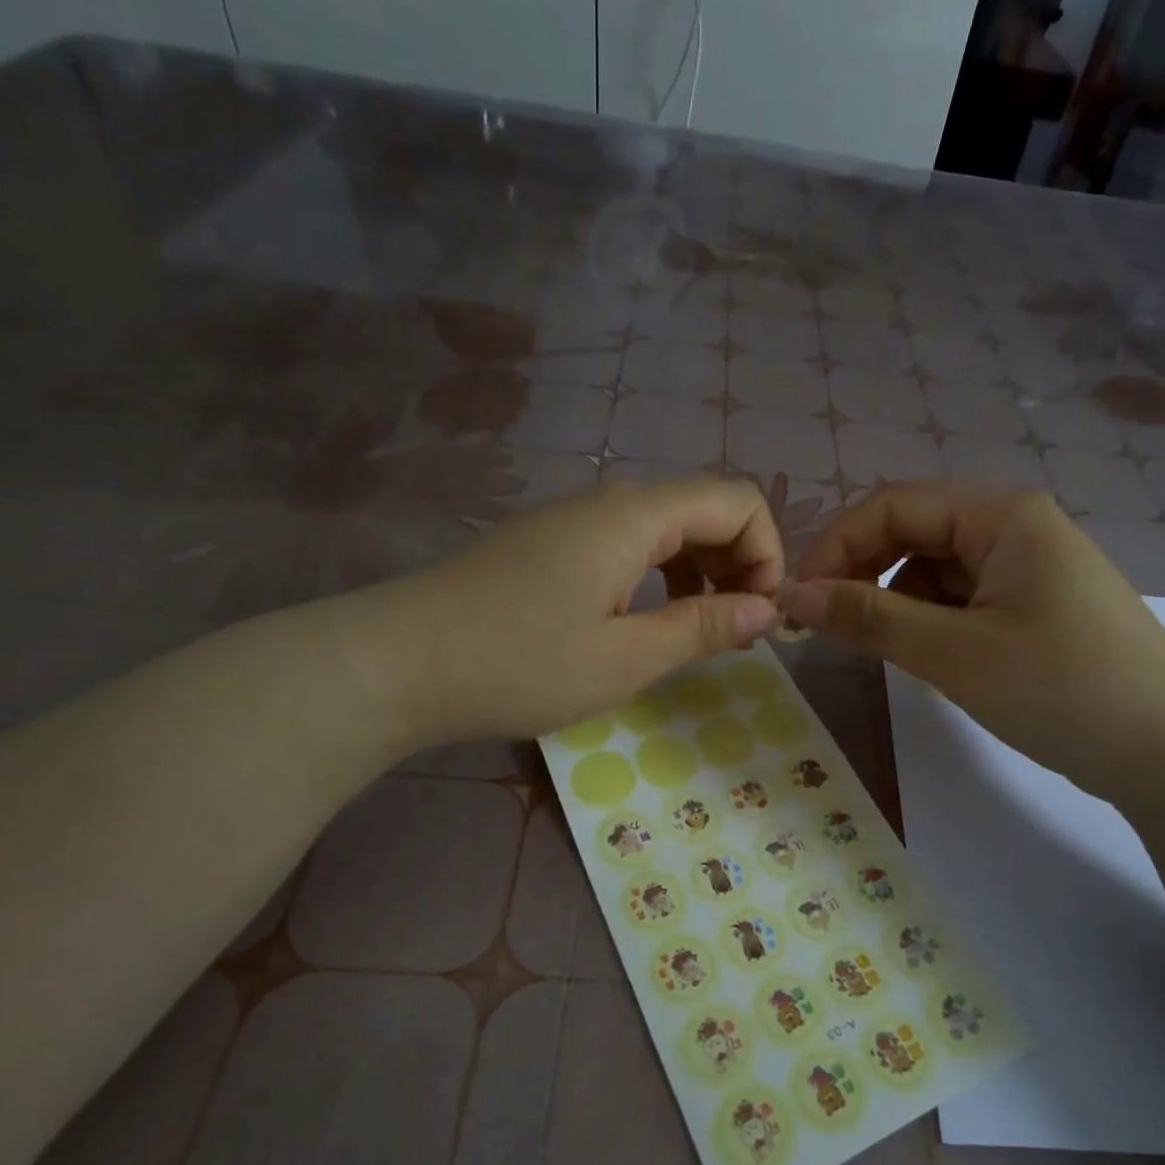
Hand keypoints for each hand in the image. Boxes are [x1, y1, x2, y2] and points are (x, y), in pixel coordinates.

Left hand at [341, 479, 782, 745]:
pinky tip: (643, 624)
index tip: (759, 618)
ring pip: (666, 528)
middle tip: (733, 633)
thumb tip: (767, 610)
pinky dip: (659, 578)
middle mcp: (608, 503)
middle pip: (705, 509)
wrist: (397, 664)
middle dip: (738, 564)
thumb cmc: (520, 664)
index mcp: (635, 517)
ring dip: (700, 573)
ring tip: (695, 634)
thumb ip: (703, 627)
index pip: (737, 500)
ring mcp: (573, 522)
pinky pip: (627, 546)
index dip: (767, 553)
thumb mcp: (625, 658)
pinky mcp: (549, 547)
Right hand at [779, 482, 1164, 809]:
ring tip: (885, 650)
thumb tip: (794, 595)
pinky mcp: (1036, 606)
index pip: (893, 506)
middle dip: (864, 573)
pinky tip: (931, 658)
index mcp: (1001, 514)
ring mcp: (1030, 567)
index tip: (798, 598)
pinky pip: (964, 598)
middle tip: (826, 626)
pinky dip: (932, 621)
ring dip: (897, 601)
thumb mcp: (954, 653)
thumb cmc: (1062, 689)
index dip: (837, 545)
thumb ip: (869, 618)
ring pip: (936, 569)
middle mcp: (1015, 526)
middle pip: (914, 532)